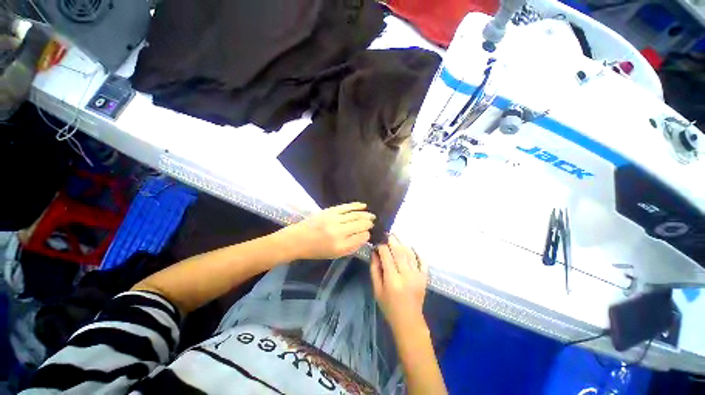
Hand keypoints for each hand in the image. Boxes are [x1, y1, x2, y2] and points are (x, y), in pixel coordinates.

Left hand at [282, 202, 374, 259]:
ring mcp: (334, 219)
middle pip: (360, 224)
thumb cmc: (316, 250)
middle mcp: (339, 232)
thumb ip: (351, 246)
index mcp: (340, 246)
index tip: (368, 233)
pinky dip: (356, 205)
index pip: (361, 237)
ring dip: (365, 214)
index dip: (366, 234)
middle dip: (368, 223)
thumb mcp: (335, 254)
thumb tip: (364, 236)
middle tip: (373, 222)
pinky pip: (346, 207)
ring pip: (355, 215)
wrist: (298, 239)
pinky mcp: (330, 211)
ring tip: (372, 215)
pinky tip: (363, 205)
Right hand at [370, 234, 428, 335]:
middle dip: (392, 240)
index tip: (378, 242)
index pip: (387, 256)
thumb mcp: (377, 290)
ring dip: (402, 243)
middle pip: (399, 251)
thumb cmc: (389, 307)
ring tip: (396, 236)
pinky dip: (417, 252)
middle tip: (387, 233)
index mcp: (393, 280)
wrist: (409, 321)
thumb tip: (374, 253)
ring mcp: (418, 276)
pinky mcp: (424, 277)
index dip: (382, 247)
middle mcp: (406, 275)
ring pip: (410, 254)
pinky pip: (422, 261)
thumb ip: (375, 270)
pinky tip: (411, 246)